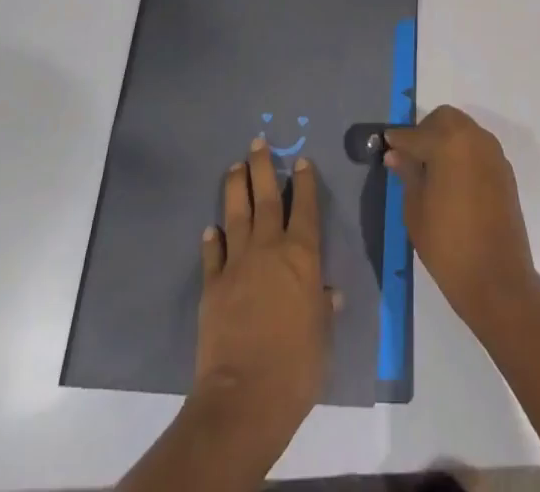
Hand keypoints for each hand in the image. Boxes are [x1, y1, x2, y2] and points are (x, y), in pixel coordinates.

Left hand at [192, 138, 335, 456]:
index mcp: (302, 256)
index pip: (305, 207)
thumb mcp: (322, 336)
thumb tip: (328, 293)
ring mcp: (237, 263)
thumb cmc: (297, 367)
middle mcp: (269, 248)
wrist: (245, 397)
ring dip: (236, 187)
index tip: (301, 160)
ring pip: (236, 213)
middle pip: (266, 197)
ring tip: (234, 166)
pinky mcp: (212, 284)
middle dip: (263, 167)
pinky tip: (211, 228)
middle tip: (258, 142)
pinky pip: (213, 253)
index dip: (304, 182)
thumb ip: (322, 308)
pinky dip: (212, 238)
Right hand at [384, 105, 539, 336]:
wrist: (498, 280)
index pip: (415, 134)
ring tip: (432, 171)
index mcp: (449, 142)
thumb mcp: (416, 209)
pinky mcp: (505, 171)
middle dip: (425, 131)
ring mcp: (493, 154)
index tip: (386, 147)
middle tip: (412, 158)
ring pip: (463, 131)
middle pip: (444, 119)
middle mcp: (474, 138)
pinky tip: (453, 181)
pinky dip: (462, 154)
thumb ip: (407, 173)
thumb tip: (396, 153)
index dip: (398, 141)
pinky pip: (478, 149)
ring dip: (446, 140)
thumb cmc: (448, 245)